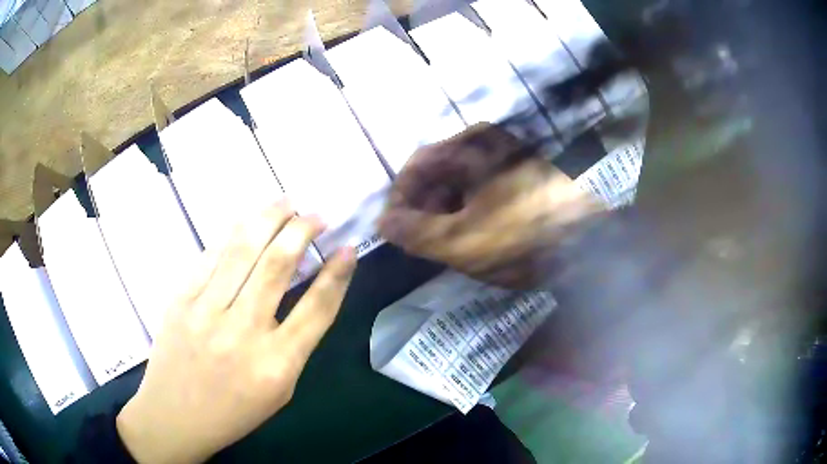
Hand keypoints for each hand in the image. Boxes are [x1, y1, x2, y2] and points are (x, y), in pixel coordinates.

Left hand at [116, 202, 355, 462]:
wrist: (174, 416)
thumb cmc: (234, 411)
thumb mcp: (279, 389)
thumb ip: (295, 343)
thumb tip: (308, 293)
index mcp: (277, 364)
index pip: (318, 307)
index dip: (337, 273)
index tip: (348, 247)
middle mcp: (242, 332)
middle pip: (278, 265)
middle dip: (302, 230)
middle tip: (315, 215)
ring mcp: (206, 311)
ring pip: (243, 249)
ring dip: (269, 218)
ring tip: (286, 202)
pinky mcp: (180, 299)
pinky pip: (210, 256)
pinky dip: (233, 233)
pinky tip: (247, 222)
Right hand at [379, 123, 604, 288]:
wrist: (589, 248)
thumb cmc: (521, 239)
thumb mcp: (460, 241)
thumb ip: (414, 232)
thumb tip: (382, 224)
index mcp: (472, 146)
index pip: (417, 166)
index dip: (399, 199)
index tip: (392, 231)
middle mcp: (490, 144)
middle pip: (439, 173)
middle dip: (422, 207)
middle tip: (416, 242)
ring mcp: (510, 160)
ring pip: (461, 183)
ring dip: (444, 212)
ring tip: (441, 245)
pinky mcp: (524, 178)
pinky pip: (482, 190)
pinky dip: (468, 212)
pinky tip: (470, 236)